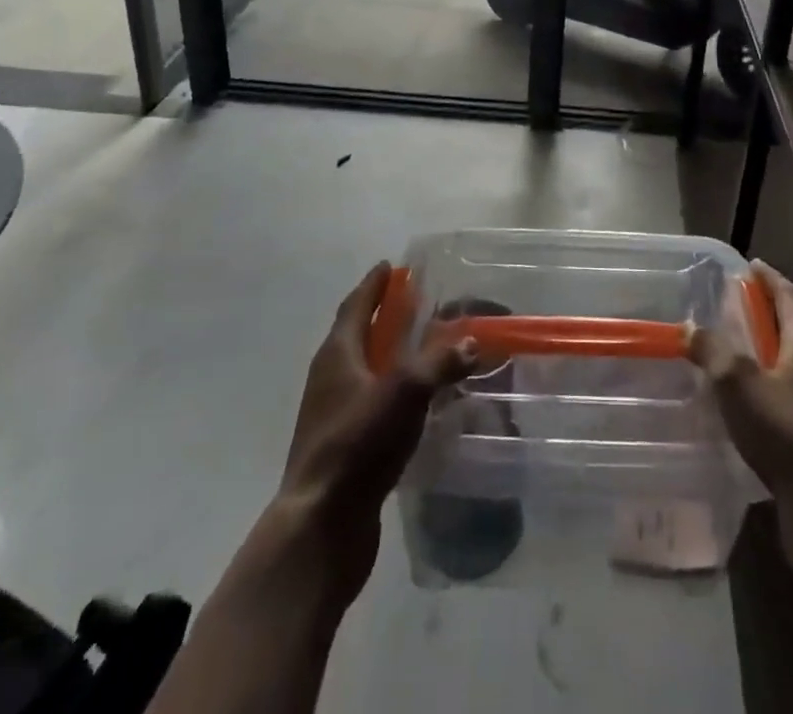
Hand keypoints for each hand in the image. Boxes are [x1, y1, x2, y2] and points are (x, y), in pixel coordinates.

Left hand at [274, 262, 476, 600]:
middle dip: (382, 316)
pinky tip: (416, 402)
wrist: (321, 526)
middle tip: (414, 302)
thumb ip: (439, 362)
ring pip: (364, 370)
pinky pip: (370, 403)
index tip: (390, 266)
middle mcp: (330, 378)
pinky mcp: (343, 447)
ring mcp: (333, 414)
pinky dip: (392, 391)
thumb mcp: (405, 393)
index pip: (356, 305)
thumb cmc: (358, 445)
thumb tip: (471, 340)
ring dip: (388, 354)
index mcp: (338, 354)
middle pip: (357, 334)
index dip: (374, 285)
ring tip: (422, 348)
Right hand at [688, 262, 792, 533]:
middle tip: (735, 308)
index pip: (789, 296)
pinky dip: (769, 388)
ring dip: (767, 353)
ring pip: (792, 364)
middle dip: (766, 315)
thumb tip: (691, 327)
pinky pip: (790, 396)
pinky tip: (747, 404)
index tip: (751, 266)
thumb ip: (713, 351)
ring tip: (735, 355)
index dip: (770, 279)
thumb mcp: (738, 383)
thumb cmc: (785, 430)